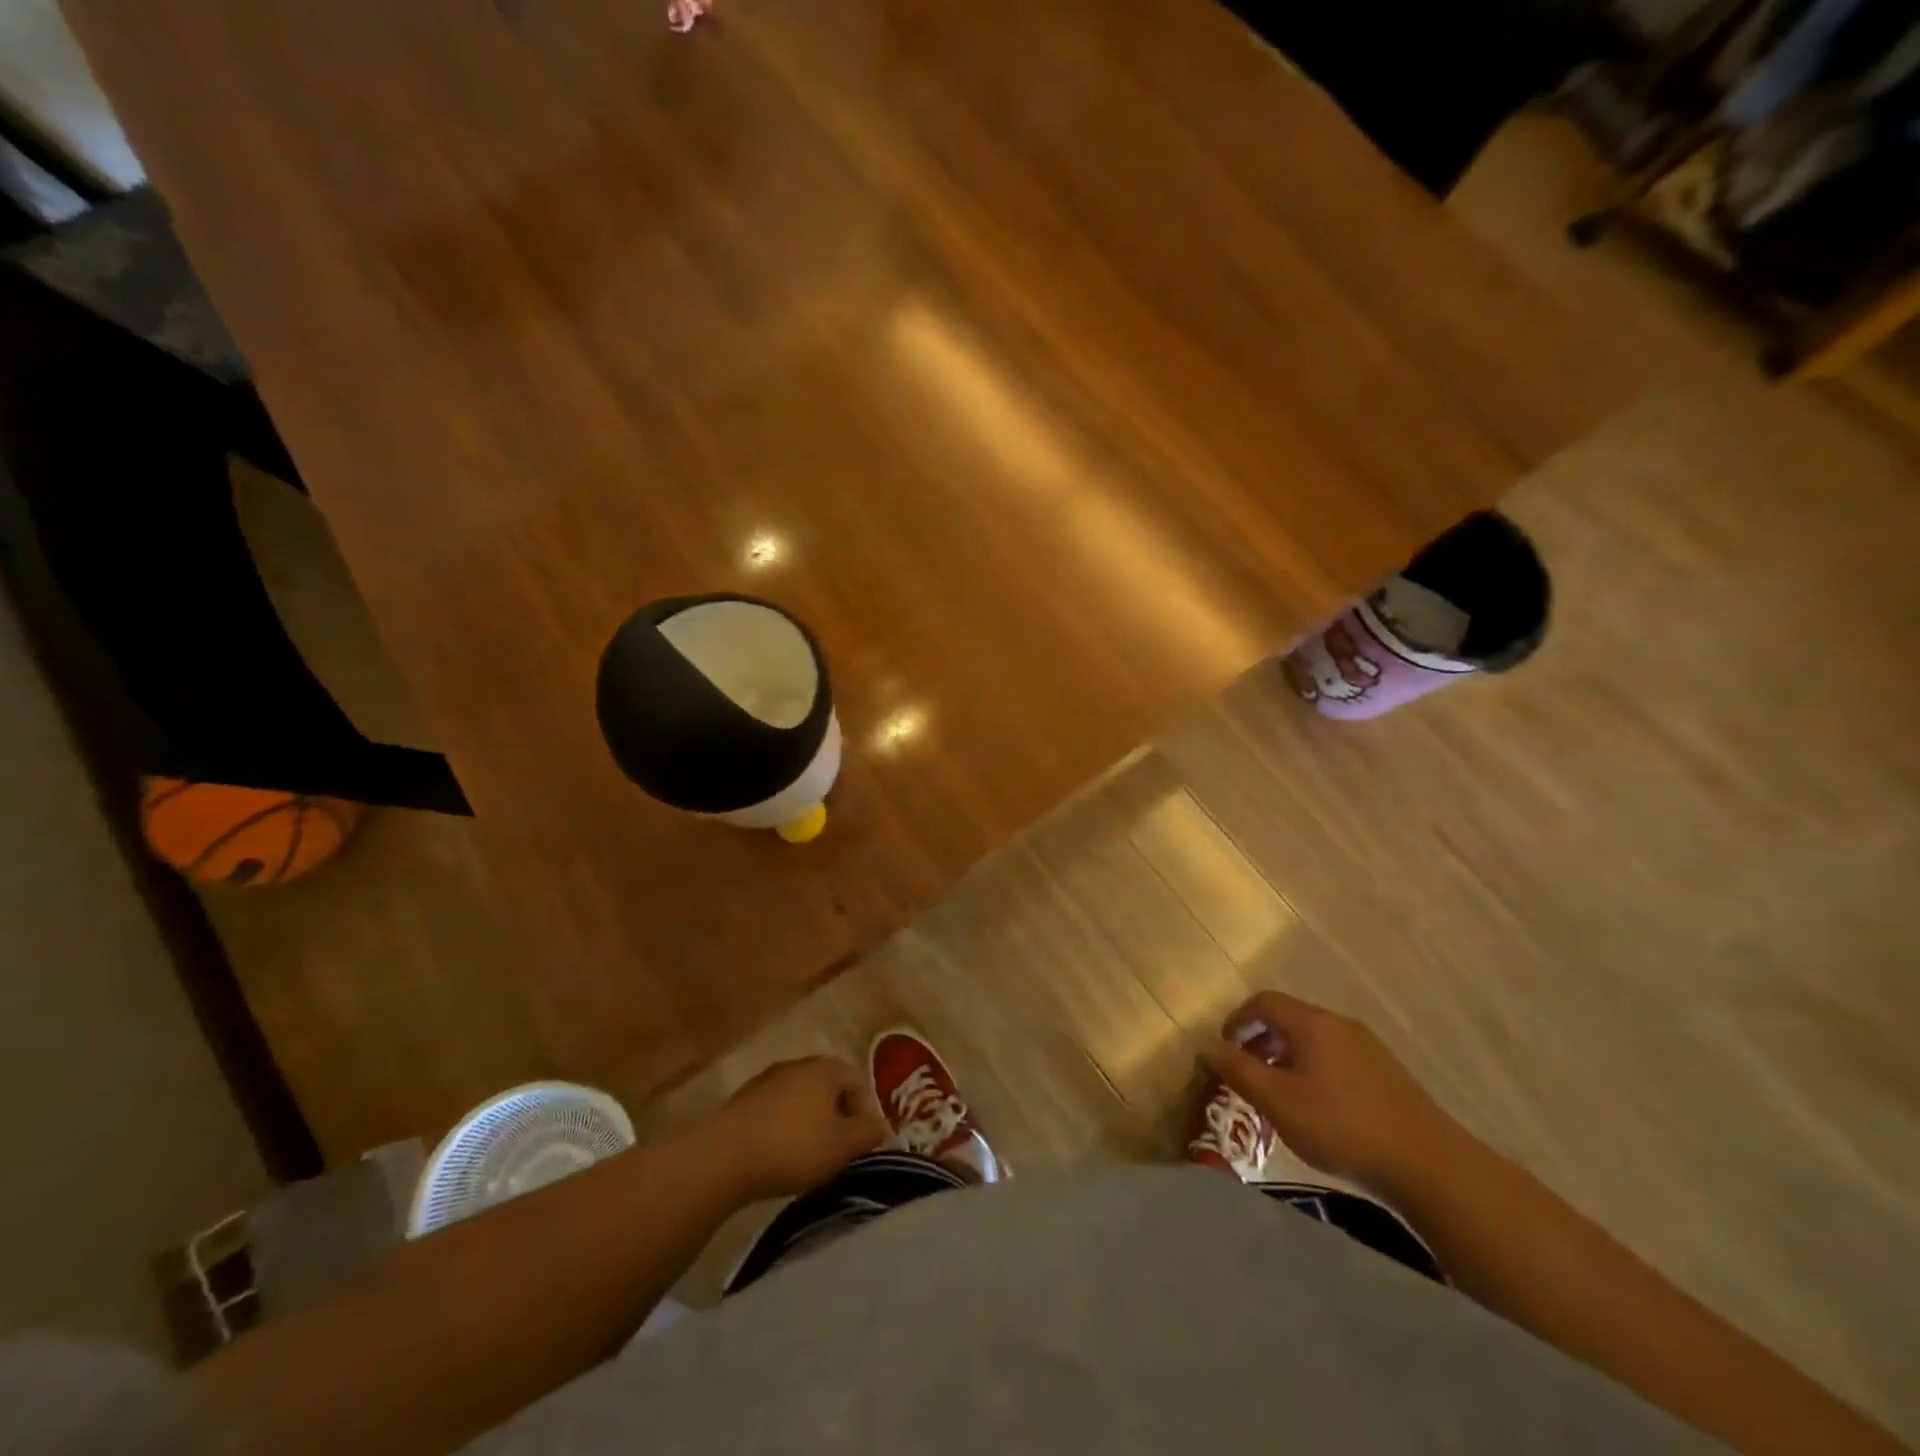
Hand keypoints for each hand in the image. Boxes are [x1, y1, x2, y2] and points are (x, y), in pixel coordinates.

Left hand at [704, 1056, 887, 1202]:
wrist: (723, 1156)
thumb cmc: (792, 1147)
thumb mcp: (842, 1146)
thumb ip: (868, 1134)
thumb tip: (885, 1126)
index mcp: (827, 1068)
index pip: (859, 1082)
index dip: (866, 1114)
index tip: (864, 1146)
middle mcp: (799, 1064)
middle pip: (830, 1088)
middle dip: (839, 1117)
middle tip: (840, 1152)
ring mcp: (769, 1079)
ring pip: (803, 1099)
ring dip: (811, 1123)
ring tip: (810, 1157)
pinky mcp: (745, 1100)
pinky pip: (777, 1111)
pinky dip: (785, 1128)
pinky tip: (780, 1155)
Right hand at [1206, 991, 1466, 1192]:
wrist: (1430, 1166)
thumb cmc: (1342, 1127)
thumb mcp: (1278, 1101)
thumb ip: (1238, 1071)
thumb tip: (1209, 1047)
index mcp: (1312, 1023)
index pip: (1263, 1002)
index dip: (1237, 1020)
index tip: (1224, 1049)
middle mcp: (1339, 1025)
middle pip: (1289, 1018)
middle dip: (1260, 1041)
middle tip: (1246, 1074)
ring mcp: (1367, 1048)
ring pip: (1313, 1040)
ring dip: (1286, 1057)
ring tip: (1278, 1095)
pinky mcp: (1386, 1073)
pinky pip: (1335, 1057)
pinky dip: (1312, 1069)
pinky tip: (1317, 1108)